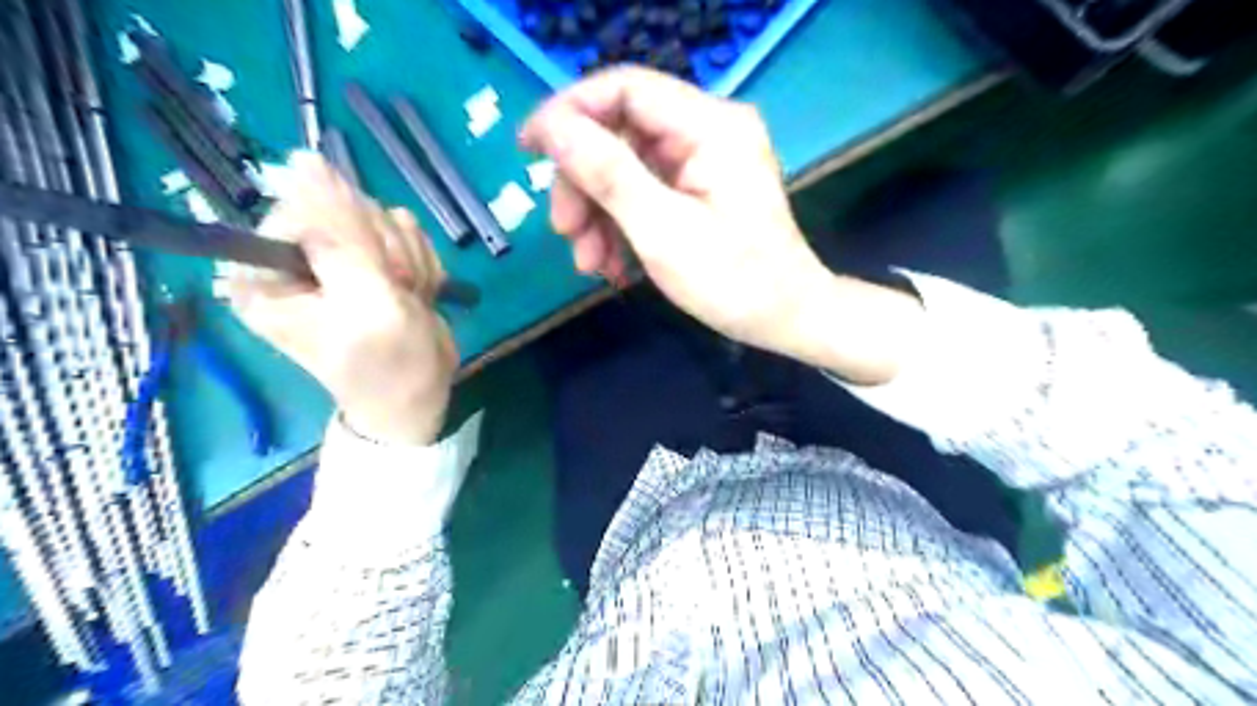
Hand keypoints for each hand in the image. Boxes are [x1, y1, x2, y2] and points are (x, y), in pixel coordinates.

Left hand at [223, 152, 456, 443]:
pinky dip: (421, 264)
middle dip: (387, 251)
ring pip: (384, 218)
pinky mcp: (374, 262)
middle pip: (347, 208)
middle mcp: (296, 258)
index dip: (350, 231)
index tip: (378, 272)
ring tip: (408, 300)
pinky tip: (417, 295)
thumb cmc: (388, 363)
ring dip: (408, 261)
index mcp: (267, 270)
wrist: (420, 396)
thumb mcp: (366, 301)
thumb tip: (304, 159)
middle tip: (397, 293)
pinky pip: (405, 233)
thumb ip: (340, 233)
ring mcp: (339, 258)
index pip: (303, 205)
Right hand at [520, 67, 831, 358]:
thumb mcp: (662, 231)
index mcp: (710, 126)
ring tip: (589, 262)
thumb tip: (551, 126)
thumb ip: (607, 174)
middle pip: (620, 133)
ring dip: (597, 212)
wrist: (784, 319)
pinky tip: (610, 262)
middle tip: (564, 231)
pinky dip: (620, 224)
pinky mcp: (698, 187)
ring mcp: (704, 160)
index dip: (569, 112)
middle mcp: (708, 130)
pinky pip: (644, 191)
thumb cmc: (733, 281)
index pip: (625, 89)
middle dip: (584, 184)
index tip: (527, 150)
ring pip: (625, 167)